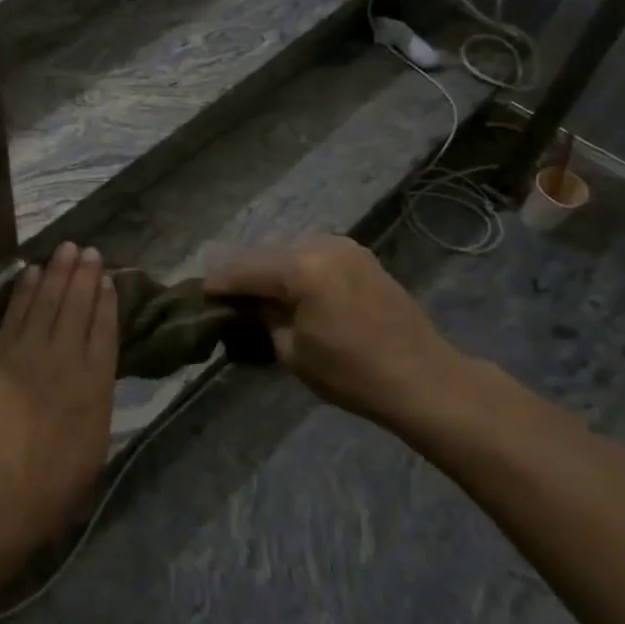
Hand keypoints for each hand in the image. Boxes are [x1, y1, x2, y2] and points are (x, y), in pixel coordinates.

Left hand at [0, 244, 117, 567]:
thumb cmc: (48, 491)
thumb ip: (95, 405)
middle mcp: (64, 361)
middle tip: (89, 250)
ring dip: (57, 273)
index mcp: (94, 387)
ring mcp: (27, 354)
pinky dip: (24, 290)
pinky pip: (14, 313)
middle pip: (77, 307)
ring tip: (66, 249)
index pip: (105, 331)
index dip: (107, 302)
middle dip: (84, 276)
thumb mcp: (92, 451)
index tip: (109, 278)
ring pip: (46, 302)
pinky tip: (31, 273)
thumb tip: (93, 376)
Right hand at [205, 234, 461, 422]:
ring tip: (258, 294)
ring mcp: (344, 246)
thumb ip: (263, 319)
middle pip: (264, 253)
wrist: (425, 379)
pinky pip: (313, 254)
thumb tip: (247, 305)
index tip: (198, 292)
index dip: (217, 282)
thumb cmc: (353, 373)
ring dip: (270, 269)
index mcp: (300, 269)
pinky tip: (292, 289)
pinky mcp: (360, 256)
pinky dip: (296, 268)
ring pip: (288, 250)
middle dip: (243, 273)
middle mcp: (320, 245)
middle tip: (226, 295)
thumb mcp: (292, 351)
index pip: (243, 269)